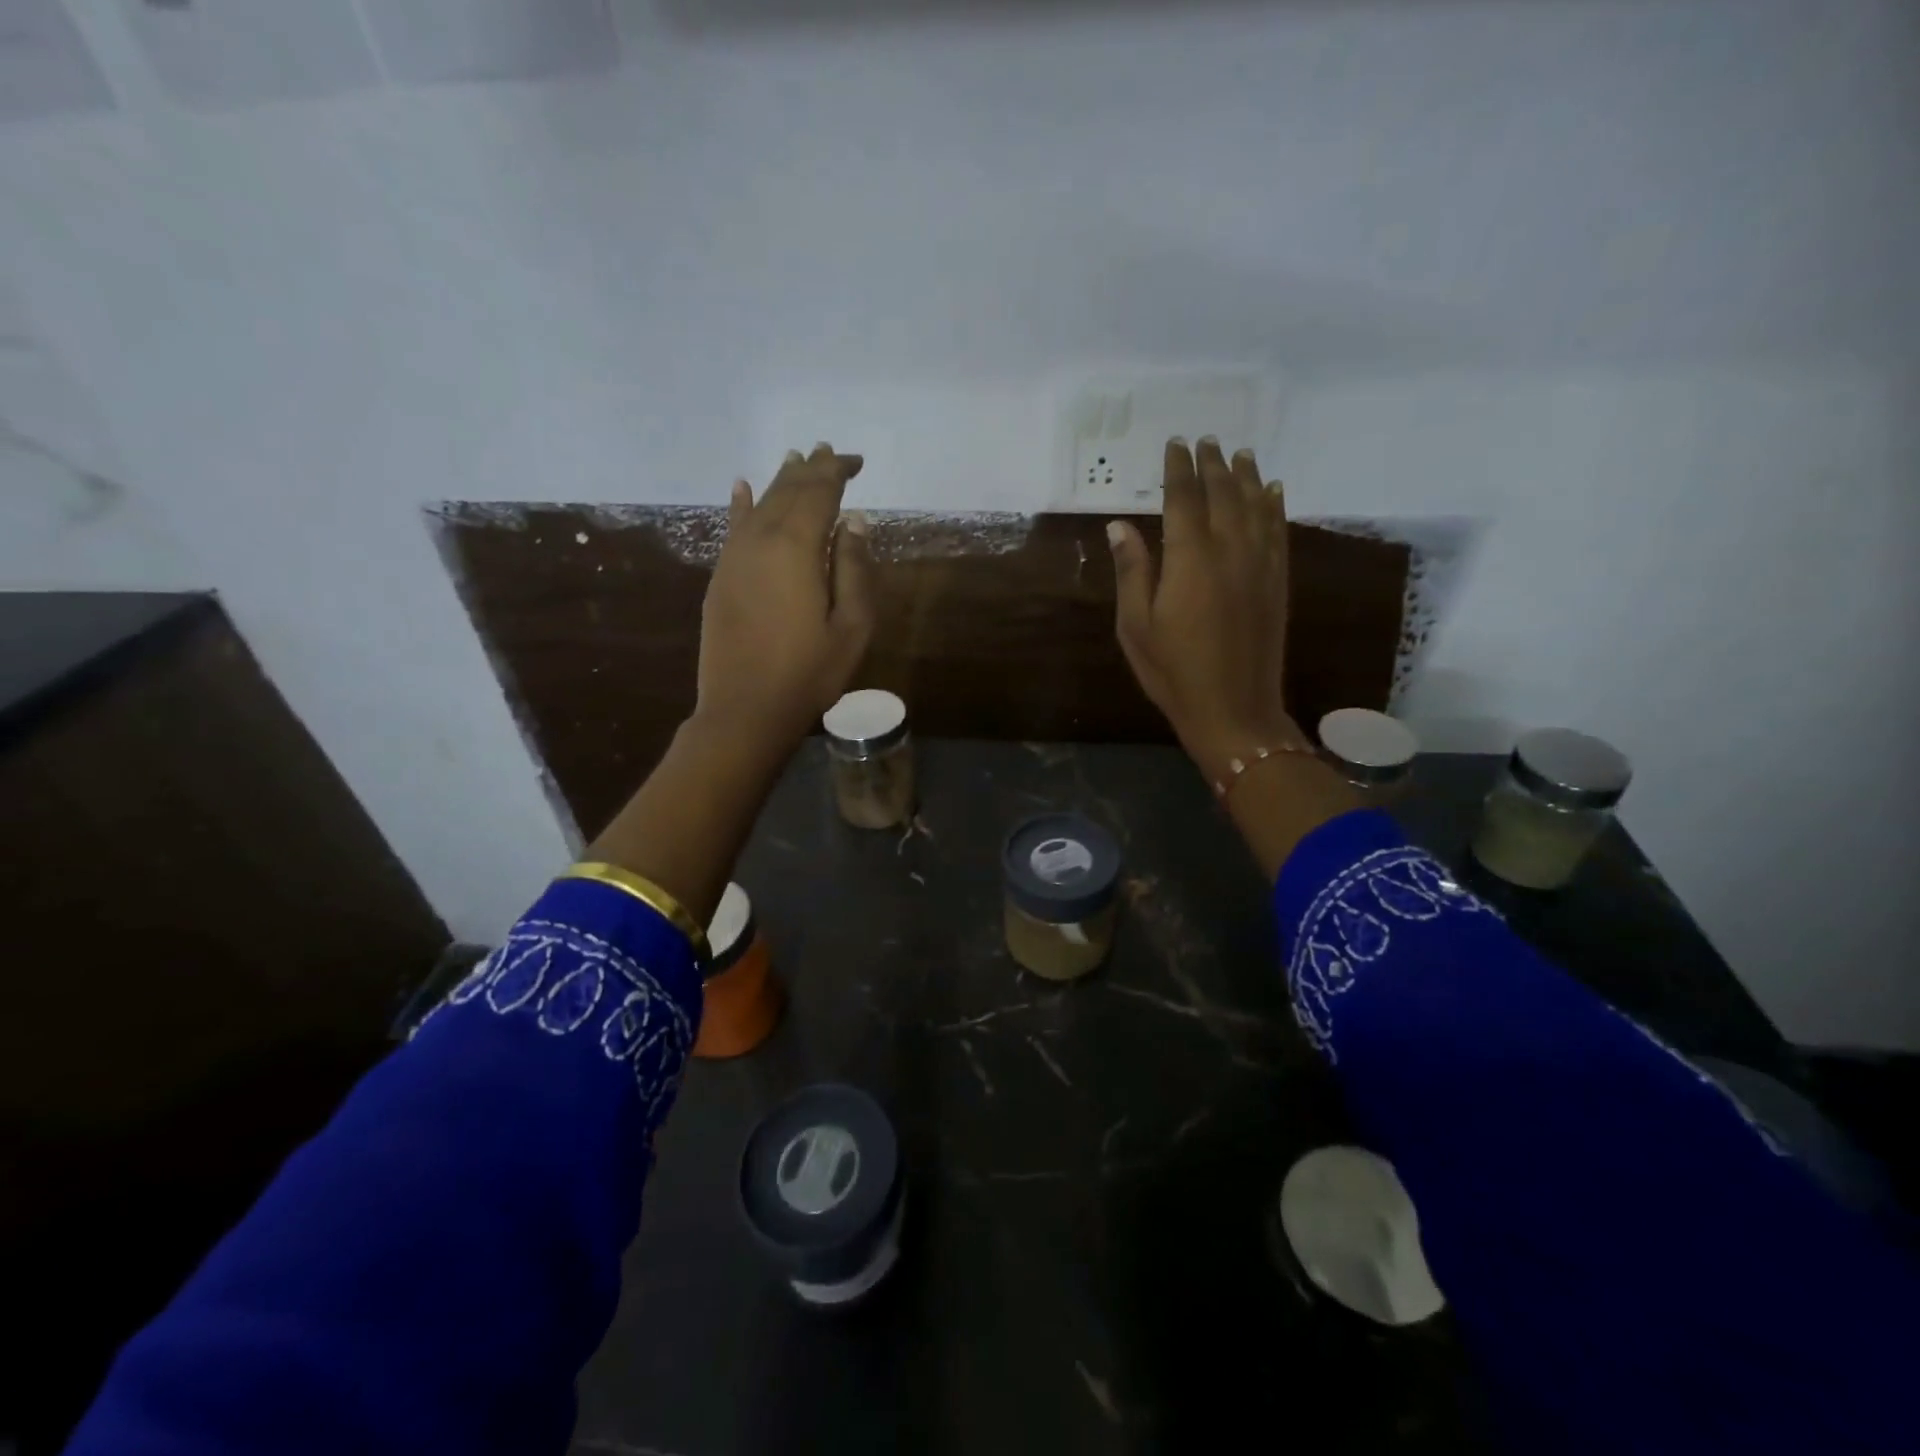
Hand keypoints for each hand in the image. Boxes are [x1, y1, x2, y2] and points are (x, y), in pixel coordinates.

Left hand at [695, 444, 875, 755]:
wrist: (745, 710)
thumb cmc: (810, 672)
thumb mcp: (851, 625)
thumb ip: (855, 568)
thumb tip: (854, 521)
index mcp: (796, 547)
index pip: (819, 492)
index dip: (837, 471)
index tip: (856, 461)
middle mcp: (760, 540)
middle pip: (787, 492)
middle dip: (810, 470)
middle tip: (828, 451)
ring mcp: (735, 557)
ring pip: (760, 503)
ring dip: (781, 481)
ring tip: (796, 459)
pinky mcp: (721, 576)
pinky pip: (732, 527)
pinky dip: (741, 503)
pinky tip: (742, 486)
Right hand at [1107, 438, 1302, 783]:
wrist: (1234, 710)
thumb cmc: (1173, 672)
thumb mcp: (1136, 627)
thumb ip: (1132, 572)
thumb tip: (1119, 525)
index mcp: (1190, 560)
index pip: (1184, 498)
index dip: (1178, 469)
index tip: (1174, 444)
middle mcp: (1230, 551)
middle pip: (1223, 494)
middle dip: (1212, 464)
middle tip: (1206, 440)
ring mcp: (1260, 565)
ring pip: (1256, 506)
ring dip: (1247, 476)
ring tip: (1240, 453)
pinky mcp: (1278, 583)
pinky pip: (1279, 532)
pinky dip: (1275, 506)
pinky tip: (1274, 491)